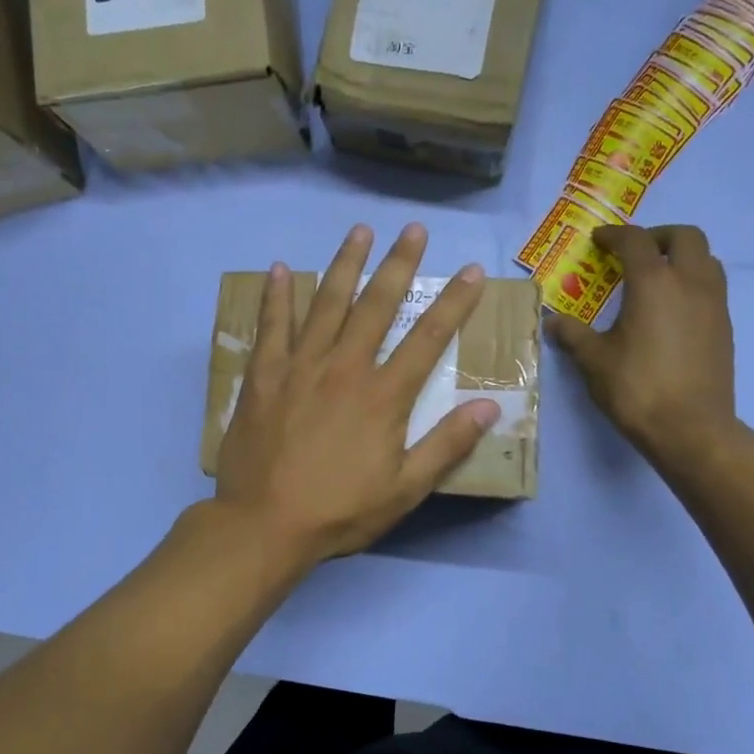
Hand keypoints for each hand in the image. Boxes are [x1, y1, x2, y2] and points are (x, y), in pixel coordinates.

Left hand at [215, 223, 500, 567]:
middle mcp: (344, 368)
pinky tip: (277, 269)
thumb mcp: (404, 490)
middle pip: (377, 305)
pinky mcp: (264, 376)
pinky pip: (271, 326)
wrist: (263, 524)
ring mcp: (300, 367)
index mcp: (383, 395)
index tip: (470, 271)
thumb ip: (446, 445)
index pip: (428, 338)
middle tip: (413, 229)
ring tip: (359, 231)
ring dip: (345, 264)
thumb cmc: (339, 511)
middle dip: (399, 264)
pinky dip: (276, 296)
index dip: (453, 302)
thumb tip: (490, 407)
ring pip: (326, 303)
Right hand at [547, 224, 736, 463]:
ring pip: (706, 259)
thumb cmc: (637, 388)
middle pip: (685, 237)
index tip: (598, 241)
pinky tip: (670, 310)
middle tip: (633, 252)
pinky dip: (691, 283)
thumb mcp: (594, 361)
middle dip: (657, 237)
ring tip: (655, 278)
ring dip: (681, 257)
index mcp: (654, 283)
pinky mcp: (724, 328)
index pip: (635, 241)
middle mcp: (690, 283)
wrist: (691, 429)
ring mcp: (714, 304)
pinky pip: (711, 287)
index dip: (614, 235)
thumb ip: (572, 335)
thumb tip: (551, 322)